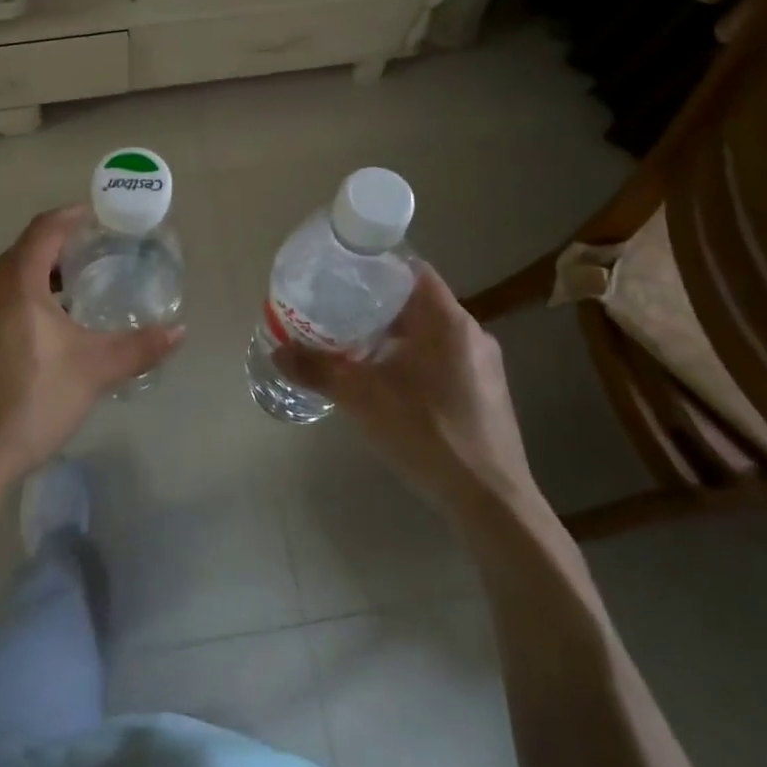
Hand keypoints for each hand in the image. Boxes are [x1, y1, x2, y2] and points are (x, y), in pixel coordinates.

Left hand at [0, 206, 184, 488]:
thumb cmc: (33, 401)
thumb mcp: (94, 371)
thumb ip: (139, 346)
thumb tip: (180, 330)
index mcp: (14, 283)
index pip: (44, 230)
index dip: (73, 217)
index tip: (99, 216)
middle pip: (25, 250)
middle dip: (61, 247)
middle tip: (98, 254)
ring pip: (9, 277)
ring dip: (42, 274)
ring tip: (79, 289)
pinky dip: (24, 296)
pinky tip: (48, 324)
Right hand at [274, 265, 535, 505]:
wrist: (488, 498)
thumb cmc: (425, 432)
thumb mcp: (361, 398)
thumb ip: (318, 370)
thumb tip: (278, 351)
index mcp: (446, 320)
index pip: (412, 270)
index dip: (377, 268)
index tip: (344, 276)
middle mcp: (472, 333)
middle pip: (419, 303)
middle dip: (378, 307)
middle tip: (339, 315)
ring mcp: (485, 364)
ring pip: (432, 334)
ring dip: (397, 338)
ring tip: (357, 351)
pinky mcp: (488, 393)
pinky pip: (445, 360)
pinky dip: (416, 361)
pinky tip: (391, 387)